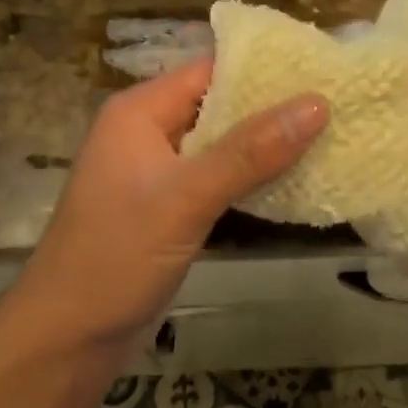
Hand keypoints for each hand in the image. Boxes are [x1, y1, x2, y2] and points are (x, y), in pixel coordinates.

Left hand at [22, 59, 328, 346]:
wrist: (67, 339)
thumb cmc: (116, 256)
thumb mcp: (187, 198)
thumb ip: (251, 151)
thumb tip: (317, 102)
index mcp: (140, 112)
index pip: (210, 70)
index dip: (264, 68)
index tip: (322, 68)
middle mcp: (149, 132)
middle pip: (219, 105)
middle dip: (273, 107)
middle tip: (339, 102)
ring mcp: (159, 173)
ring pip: (222, 145)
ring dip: (267, 144)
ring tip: (331, 135)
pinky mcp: (170, 208)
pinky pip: (218, 179)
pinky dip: (252, 177)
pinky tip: (296, 179)